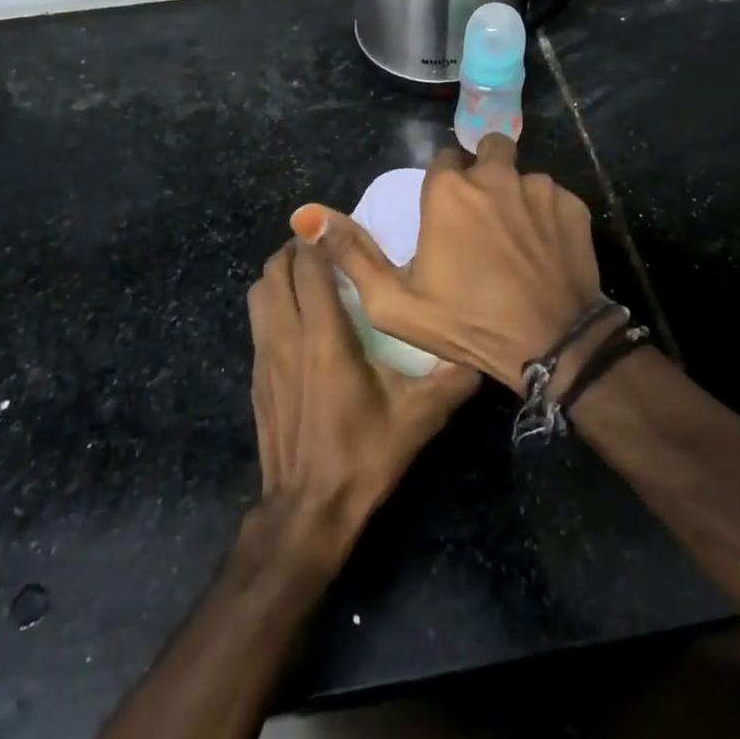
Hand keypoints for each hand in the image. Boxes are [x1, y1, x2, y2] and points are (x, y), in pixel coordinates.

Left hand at [247, 240, 477, 553]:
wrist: (307, 510)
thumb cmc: (363, 456)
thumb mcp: (418, 418)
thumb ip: (451, 380)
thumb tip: (483, 354)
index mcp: (324, 336)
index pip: (309, 266)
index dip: (318, 239)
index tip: (338, 228)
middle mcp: (287, 335)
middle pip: (275, 270)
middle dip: (297, 250)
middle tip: (327, 249)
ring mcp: (264, 356)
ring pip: (259, 292)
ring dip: (279, 274)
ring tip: (309, 277)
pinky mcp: (255, 376)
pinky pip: (257, 320)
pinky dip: (272, 303)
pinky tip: (298, 320)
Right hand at [291, 135, 604, 390]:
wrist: (551, 345)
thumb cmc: (467, 323)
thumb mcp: (394, 302)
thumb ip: (350, 253)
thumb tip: (304, 216)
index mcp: (449, 190)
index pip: (442, 160)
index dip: (443, 184)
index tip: (446, 213)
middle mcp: (494, 175)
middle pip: (487, 151)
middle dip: (483, 173)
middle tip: (483, 216)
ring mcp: (539, 187)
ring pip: (521, 176)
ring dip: (515, 196)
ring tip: (516, 240)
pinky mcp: (573, 204)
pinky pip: (552, 197)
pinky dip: (546, 215)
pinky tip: (543, 250)